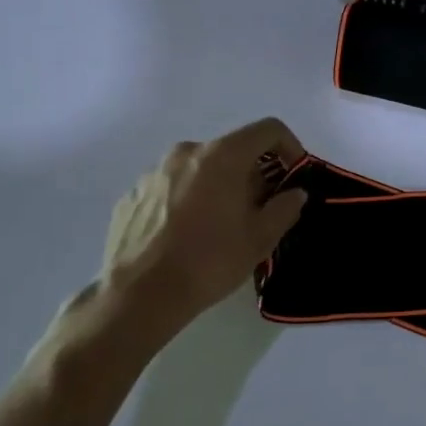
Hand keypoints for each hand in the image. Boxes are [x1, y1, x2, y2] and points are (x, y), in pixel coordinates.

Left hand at [96, 118, 308, 327]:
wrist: (138, 296)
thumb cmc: (209, 261)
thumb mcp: (261, 238)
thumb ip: (285, 207)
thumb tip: (294, 193)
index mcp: (222, 156)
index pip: (268, 130)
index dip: (289, 147)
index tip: (293, 175)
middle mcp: (186, 153)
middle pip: (232, 150)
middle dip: (252, 174)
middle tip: (259, 209)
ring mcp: (153, 172)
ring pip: (200, 169)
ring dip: (218, 187)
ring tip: (220, 225)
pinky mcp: (132, 195)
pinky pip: (172, 187)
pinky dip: (187, 200)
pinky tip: (186, 235)